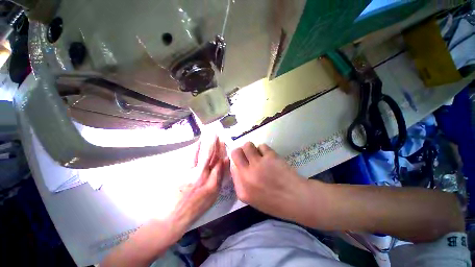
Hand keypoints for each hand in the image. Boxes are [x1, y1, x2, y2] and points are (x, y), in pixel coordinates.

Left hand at [169, 137, 228, 234]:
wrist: (173, 216)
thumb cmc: (195, 209)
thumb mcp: (212, 197)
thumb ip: (219, 179)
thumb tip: (223, 163)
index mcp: (213, 185)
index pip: (220, 164)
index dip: (222, 152)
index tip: (223, 143)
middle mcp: (204, 177)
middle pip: (212, 157)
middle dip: (216, 144)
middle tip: (217, 134)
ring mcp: (192, 173)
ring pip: (202, 154)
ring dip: (207, 143)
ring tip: (209, 133)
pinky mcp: (182, 172)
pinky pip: (191, 157)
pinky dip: (196, 148)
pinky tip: (198, 142)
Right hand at [230, 142, 309, 222]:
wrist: (297, 199)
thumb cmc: (276, 202)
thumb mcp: (253, 199)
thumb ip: (242, 184)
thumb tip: (238, 166)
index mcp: (242, 190)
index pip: (232, 168)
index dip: (237, 162)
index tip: (242, 161)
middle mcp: (247, 175)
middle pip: (235, 153)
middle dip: (240, 151)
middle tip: (247, 154)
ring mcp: (258, 165)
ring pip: (247, 145)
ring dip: (252, 147)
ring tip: (258, 153)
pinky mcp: (269, 157)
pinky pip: (262, 146)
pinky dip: (264, 149)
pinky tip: (270, 156)